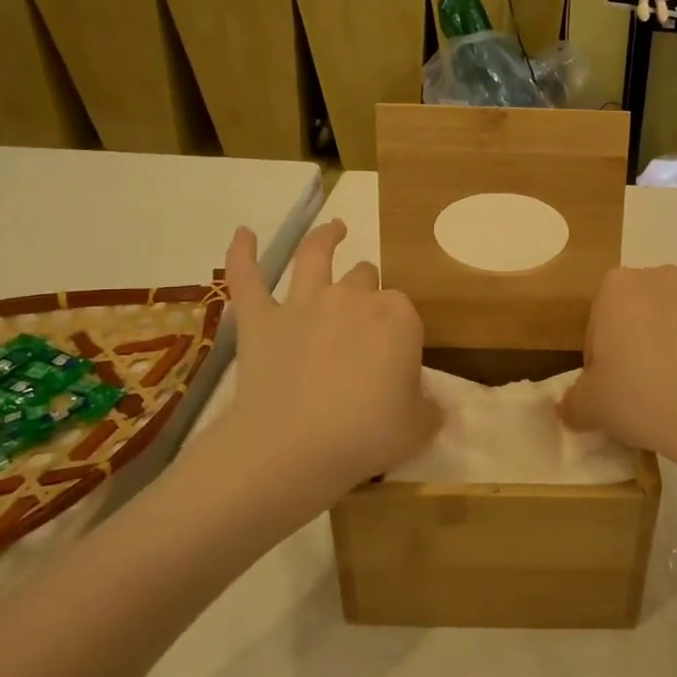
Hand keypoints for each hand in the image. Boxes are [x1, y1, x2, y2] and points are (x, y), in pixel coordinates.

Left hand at [214, 220, 440, 515]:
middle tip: (364, 320)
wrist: (293, 448)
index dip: (401, 330)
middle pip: (365, 278)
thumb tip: (433, 405)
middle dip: (368, 289)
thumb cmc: (366, 437)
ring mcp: (304, 303)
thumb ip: (430, 409)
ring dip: (326, 238)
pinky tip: (243, 233)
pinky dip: (242, 252)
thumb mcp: (417, 429)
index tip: (396, 357)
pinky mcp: (261, 319)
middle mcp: (353, 298)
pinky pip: (248, 277)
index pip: (404, 310)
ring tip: (335, 228)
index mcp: (398, 318)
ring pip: (316, 256)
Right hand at [560, 249, 676, 473]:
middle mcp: (662, 276)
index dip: (602, 349)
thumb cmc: (642, 401)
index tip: (611, 382)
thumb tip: (568, 408)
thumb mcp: (593, 408)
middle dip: (642, 321)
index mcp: (617, 289)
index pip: (600, 315)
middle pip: (644, 292)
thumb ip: (574, 403)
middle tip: (646, 372)